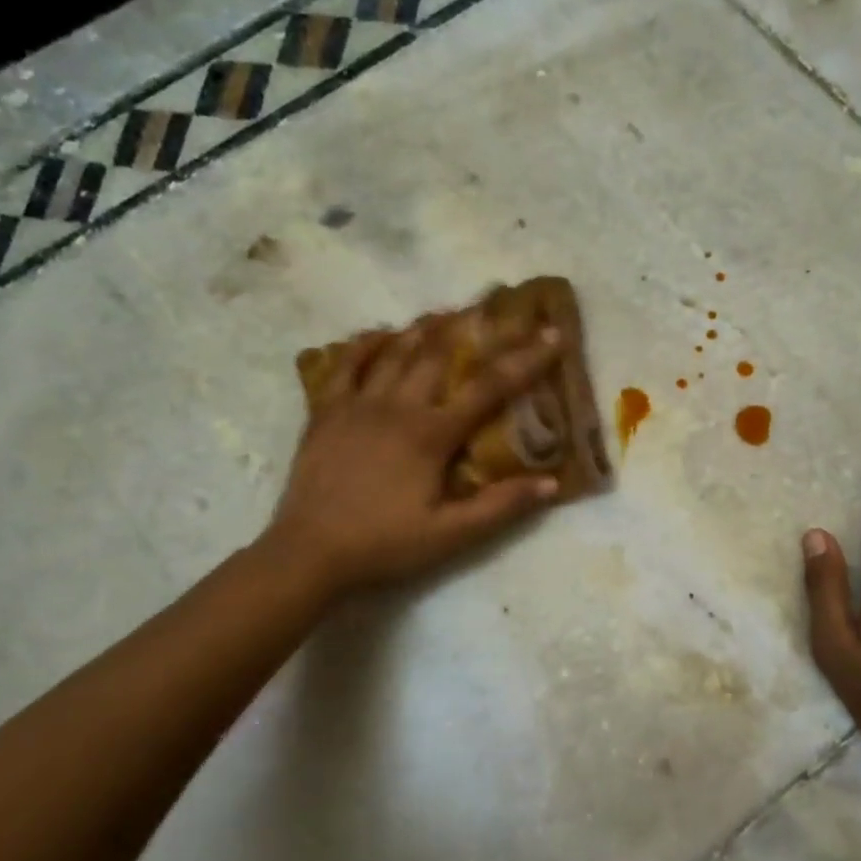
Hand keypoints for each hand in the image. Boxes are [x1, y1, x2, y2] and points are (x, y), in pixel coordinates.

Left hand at [260, 320, 563, 602]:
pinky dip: (364, 345)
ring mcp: (356, 405)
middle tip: (492, 307)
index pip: (488, 387)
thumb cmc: (384, 544)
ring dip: (421, 328)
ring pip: (393, 352)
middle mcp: (396, 407)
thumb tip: (551, 483)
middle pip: (438, 354)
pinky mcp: (325, 413)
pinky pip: (345, 366)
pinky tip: (377, 334)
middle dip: (471, 326)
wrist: (308, 554)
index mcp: (431, 434)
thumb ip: (500, 507)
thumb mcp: (450, 536)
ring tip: (443, 312)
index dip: (525, 359)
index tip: (552, 333)